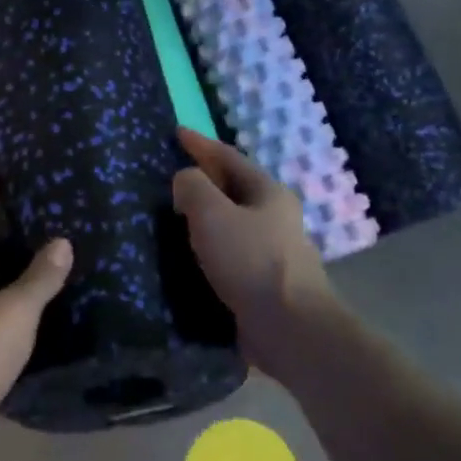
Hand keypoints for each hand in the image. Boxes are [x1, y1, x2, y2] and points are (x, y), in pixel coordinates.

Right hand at [173, 127, 333, 372]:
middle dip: (205, 181)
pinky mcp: (264, 283)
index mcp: (268, 192)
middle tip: (172, 178)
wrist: (289, 327)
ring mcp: (273, 252)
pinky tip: (190, 257)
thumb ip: (192, 188)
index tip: (177, 133)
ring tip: (174, 217)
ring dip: (205, 217)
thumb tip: (185, 181)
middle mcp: (276, 217)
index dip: (201, 144)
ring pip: (232, 224)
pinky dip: (208, 248)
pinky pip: (230, 254)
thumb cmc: (250, 261)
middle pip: (234, 189)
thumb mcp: (212, 214)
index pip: (229, 158)